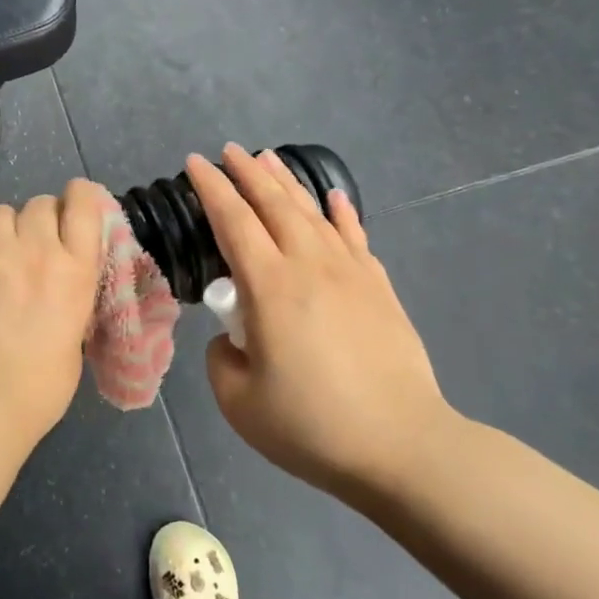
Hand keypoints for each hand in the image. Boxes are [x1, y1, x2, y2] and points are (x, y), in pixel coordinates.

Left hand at [0, 180, 106, 439]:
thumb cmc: (43, 383)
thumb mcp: (77, 330)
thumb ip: (70, 291)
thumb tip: (58, 279)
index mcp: (77, 268)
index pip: (84, 203)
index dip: (77, 197)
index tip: (71, 207)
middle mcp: (38, 248)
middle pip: (39, 204)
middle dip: (37, 219)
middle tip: (28, 245)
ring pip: (0, 212)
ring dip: (2, 229)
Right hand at [188, 144, 463, 504]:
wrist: (402, 447)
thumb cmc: (311, 426)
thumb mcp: (238, 401)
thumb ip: (221, 358)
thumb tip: (234, 337)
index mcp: (269, 287)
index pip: (233, 221)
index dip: (211, 188)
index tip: (195, 163)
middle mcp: (309, 266)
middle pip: (273, 205)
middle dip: (247, 173)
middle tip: (228, 151)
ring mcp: (350, 274)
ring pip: (313, 212)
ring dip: (287, 183)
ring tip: (269, 159)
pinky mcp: (378, 290)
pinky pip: (354, 237)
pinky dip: (341, 213)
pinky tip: (333, 197)